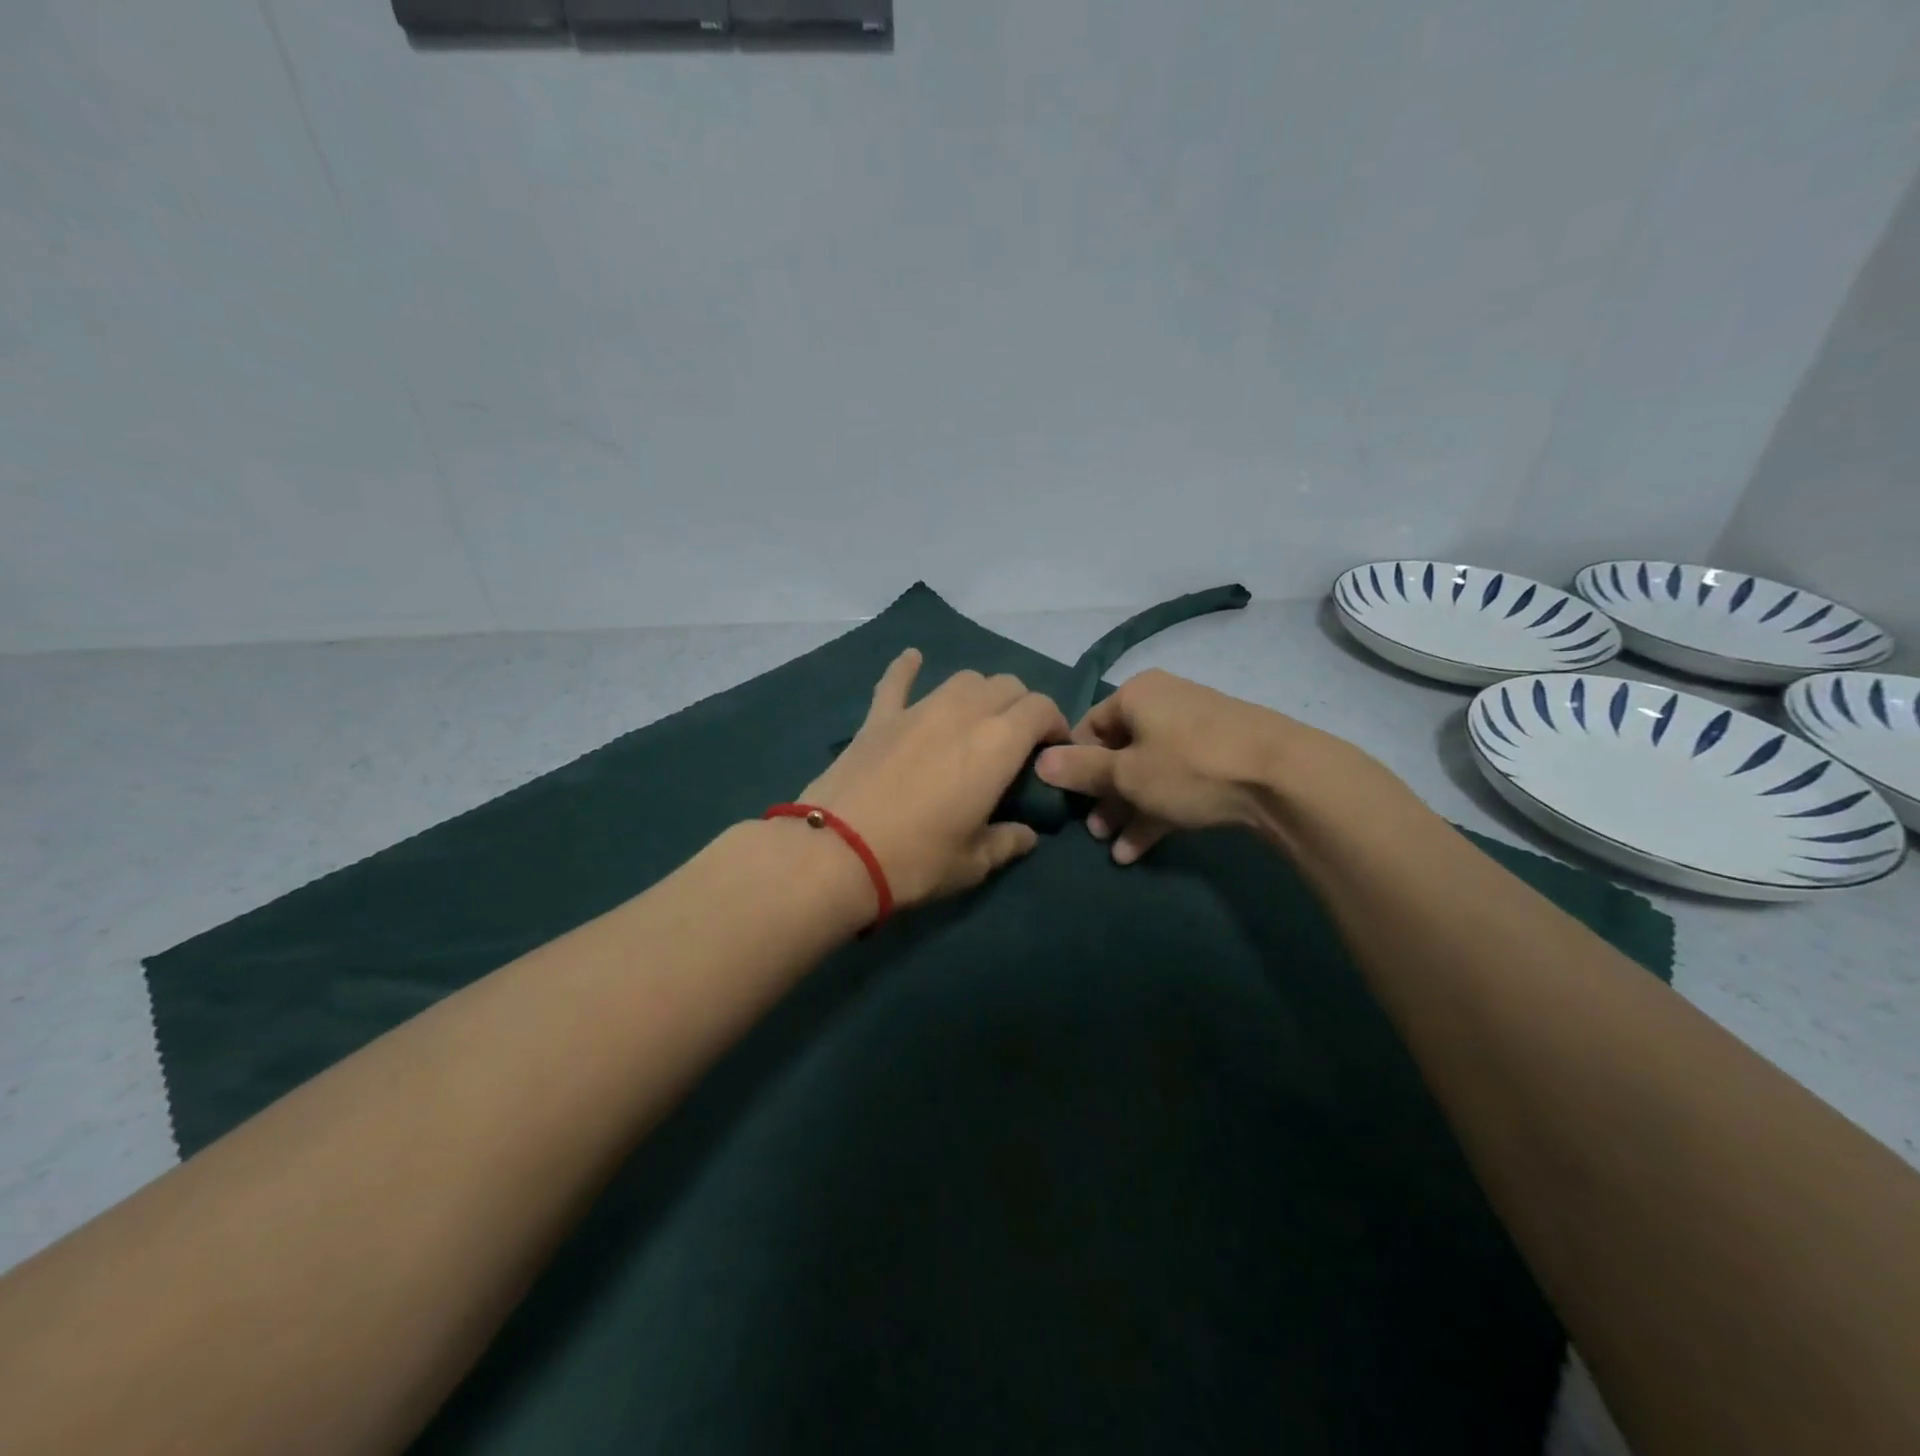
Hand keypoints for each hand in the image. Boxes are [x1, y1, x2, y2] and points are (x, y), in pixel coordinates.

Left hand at [797, 650, 1068, 907]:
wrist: (838, 853)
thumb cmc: (917, 860)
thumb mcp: (974, 863)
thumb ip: (1009, 842)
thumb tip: (1027, 835)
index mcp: (998, 743)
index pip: (1041, 708)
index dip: (1054, 724)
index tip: (1051, 751)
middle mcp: (963, 712)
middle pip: (1006, 686)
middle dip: (1021, 707)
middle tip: (1017, 743)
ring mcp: (918, 709)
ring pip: (962, 679)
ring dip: (979, 693)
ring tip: (976, 719)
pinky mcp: (879, 717)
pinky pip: (897, 681)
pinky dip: (908, 669)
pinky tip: (912, 659)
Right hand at [1033, 668, 1393, 863]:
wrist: (1285, 777)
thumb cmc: (1190, 766)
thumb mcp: (1127, 773)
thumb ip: (1081, 769)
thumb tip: (1039, 761)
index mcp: (1137, 695)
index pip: (1088, 726)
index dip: (1073, 764)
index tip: (1068, 799)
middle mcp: (1164, 705)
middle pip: (1119, 752)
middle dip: (1102, 795)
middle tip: (1092, 831)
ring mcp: (1196, 732)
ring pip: (1148, 772)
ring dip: (1127, 809)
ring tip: (1112, 847)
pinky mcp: (1221, 759)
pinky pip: (1177, 783)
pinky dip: (1157, 811)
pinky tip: (1139, 850)